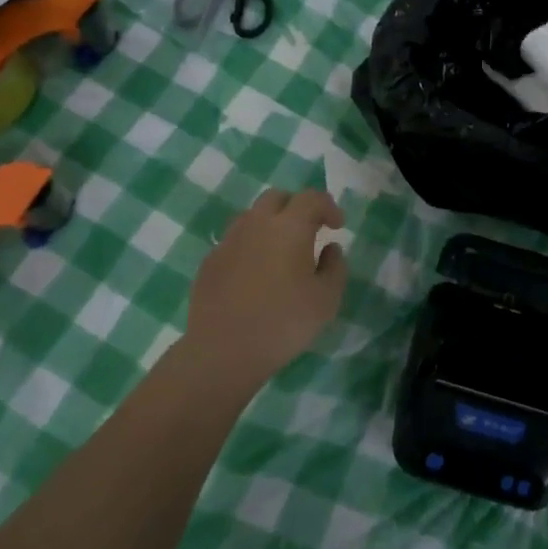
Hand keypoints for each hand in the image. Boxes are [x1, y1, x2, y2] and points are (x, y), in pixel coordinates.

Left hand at [184, 189, 347, 382]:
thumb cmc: (283, 323)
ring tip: (281, 251)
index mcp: (288, 227)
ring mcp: (228, 241)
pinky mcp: (209, 261)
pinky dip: (250, 246)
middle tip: (309, 232)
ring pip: (252, 216)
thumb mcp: (326, 300)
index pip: (311, 198)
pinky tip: (255, 274)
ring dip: (270, 224)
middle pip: (277, 198)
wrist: (223, 351)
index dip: (328, 207)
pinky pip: (234, 241)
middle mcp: (256, 224)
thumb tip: (329, 248)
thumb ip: (335, 267)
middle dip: (297, 207)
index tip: (337, 227)